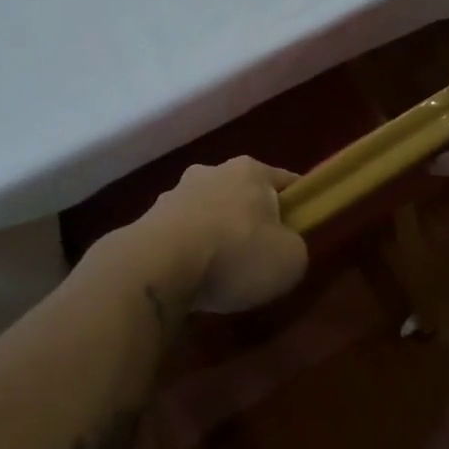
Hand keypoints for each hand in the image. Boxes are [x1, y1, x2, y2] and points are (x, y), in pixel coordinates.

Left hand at [139, 157, 307, 314]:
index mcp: (250, 170)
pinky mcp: (148, 219)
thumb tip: (282, 246)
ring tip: (219, 272)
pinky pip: (180, 234)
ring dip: (215, 234)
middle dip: (250, 219)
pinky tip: (191, 277)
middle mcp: (212, 171)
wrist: (158, 266)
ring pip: (208, 211)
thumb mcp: (290, 260)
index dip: (296, 205)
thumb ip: (294, 247)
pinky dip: (188, 250)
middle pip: (242, 194)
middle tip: (259, 255)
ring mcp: (175, 193)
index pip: (284, 181)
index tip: (299, 230)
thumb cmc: (235, 254)